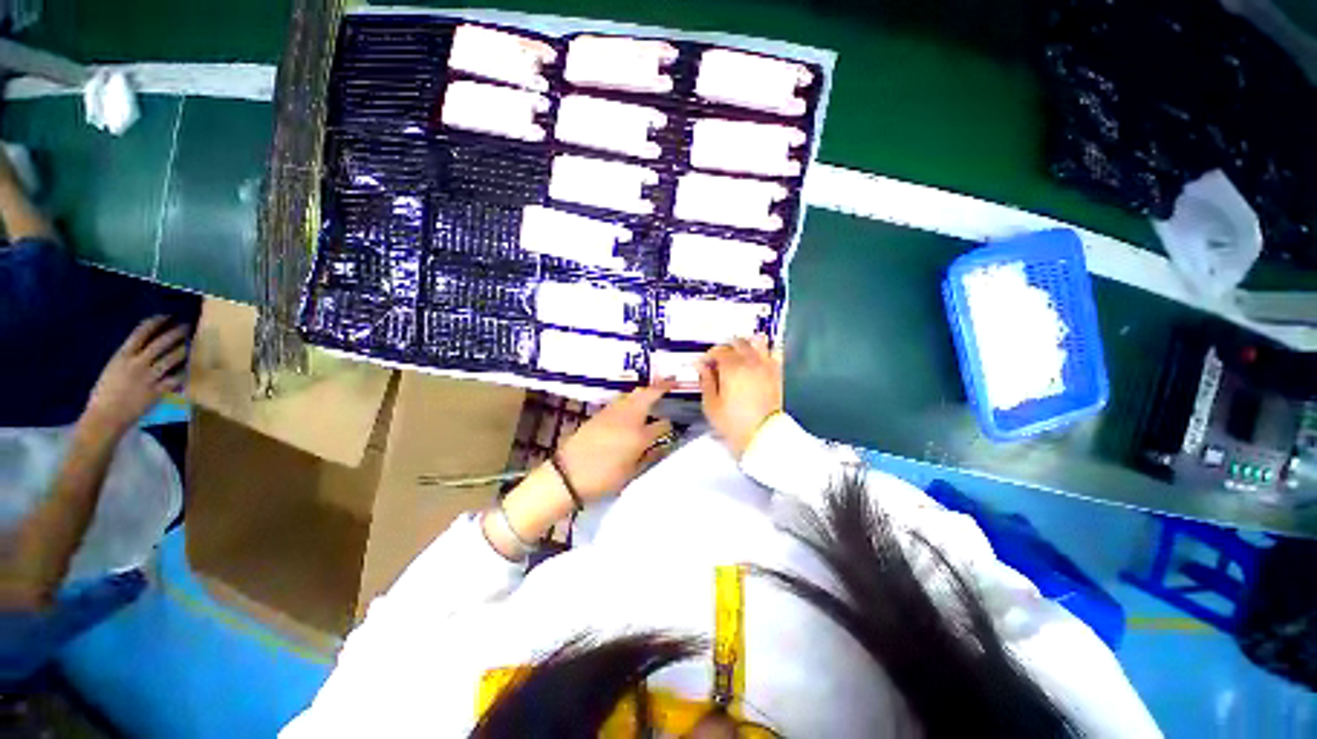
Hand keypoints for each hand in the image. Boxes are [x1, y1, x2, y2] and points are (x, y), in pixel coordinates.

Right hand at [84, 316, 189, 434]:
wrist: (105, 416)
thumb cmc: (105, 392)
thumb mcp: (113, 367)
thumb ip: (128, 356)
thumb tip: (143, 345)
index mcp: (122, 356)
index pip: (140, 333)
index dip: (155, 322)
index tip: (167, 316)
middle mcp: (136, 363)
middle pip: (160, 343)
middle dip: (175, 332)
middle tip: (186, 326)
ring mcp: (148, 377)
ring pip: (171, 359)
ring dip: (183, 349)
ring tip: (191, 344)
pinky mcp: (157, 391)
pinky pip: (176, 379)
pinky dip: (184, 372)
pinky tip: (190, 367)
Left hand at [554, 382, 676, 500]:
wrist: (568, 475)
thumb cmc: (603, 479)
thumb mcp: (631, 473)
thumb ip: (650, 457)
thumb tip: (663, 446)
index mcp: (639, 436)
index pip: (662, 424)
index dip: (669, 426)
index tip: (671, 428)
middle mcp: (628, 418)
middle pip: (647, 394)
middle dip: (661, 386)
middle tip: (671, 382)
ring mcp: (612, 412)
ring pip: (632, 394)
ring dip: (644, 391)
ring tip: (652, 393)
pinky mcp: (599, 413)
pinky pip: (620, 400)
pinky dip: (630, 398)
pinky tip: (631, 406)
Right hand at [699, 336, 782, 458]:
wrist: (764, 436)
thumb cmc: (734, 423)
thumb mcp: (711, 405)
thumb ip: (706, 382)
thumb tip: (701, 367)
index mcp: (732, 367)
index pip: (718, 351)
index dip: (708, 356)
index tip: (702, 365)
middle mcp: (750, 361)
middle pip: (737, 343)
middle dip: (726, 348)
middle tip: (718, 360)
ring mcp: (766, 366)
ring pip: (757, 343)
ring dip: (745, 345)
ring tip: (738, 356)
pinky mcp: (777, 374)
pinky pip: (772, 354)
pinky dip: (763, 352)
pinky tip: (756, 360)